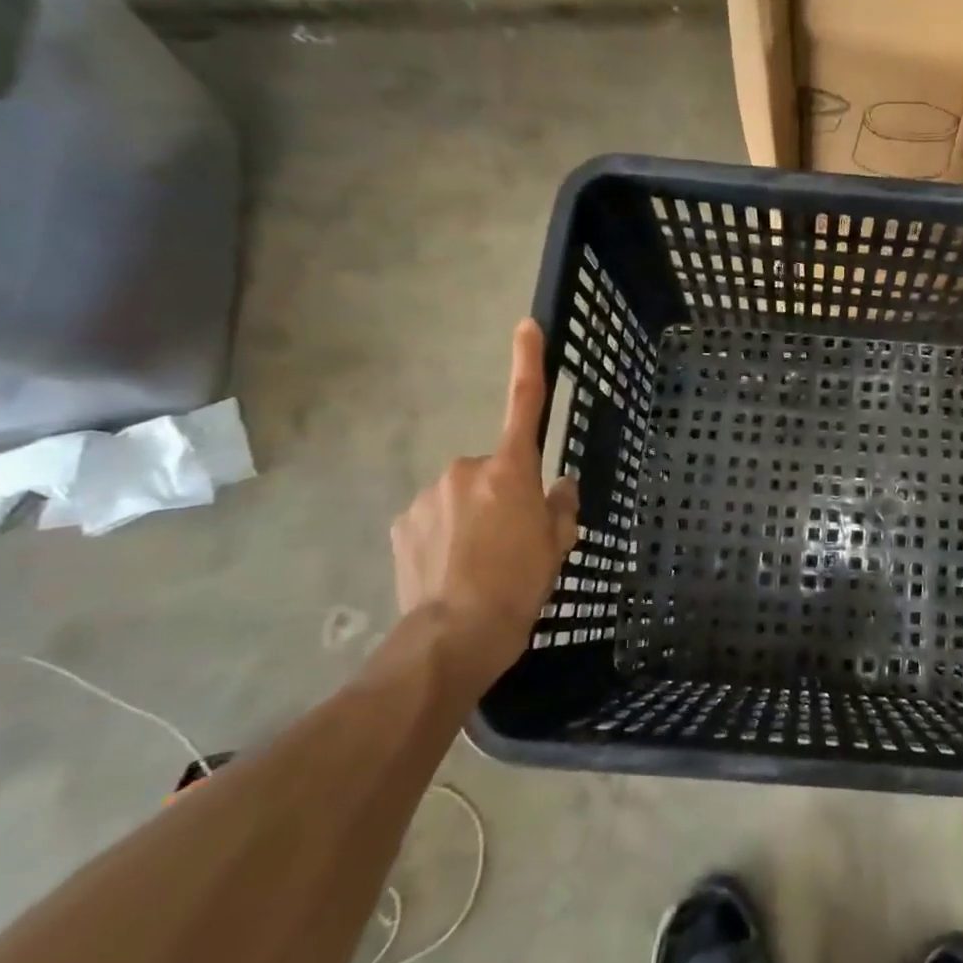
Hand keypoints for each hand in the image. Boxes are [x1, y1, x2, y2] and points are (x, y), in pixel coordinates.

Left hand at [390, 319, 578, 694]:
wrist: (454, 636)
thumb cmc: (518, 585)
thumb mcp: (557, 546)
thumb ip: (561, 507)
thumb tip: (559, 486)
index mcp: (511, 470)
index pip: (524, 405)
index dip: (527, 362)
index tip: (526, 326)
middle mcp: (466, 470)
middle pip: (493, 470)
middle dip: (501, 493)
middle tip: (511, 540)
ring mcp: (429, 495)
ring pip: (461, 495)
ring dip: (471, 516)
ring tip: (478, 563)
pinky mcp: (402, 522)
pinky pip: (434, 517)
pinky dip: (444, 535)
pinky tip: (450, 569)